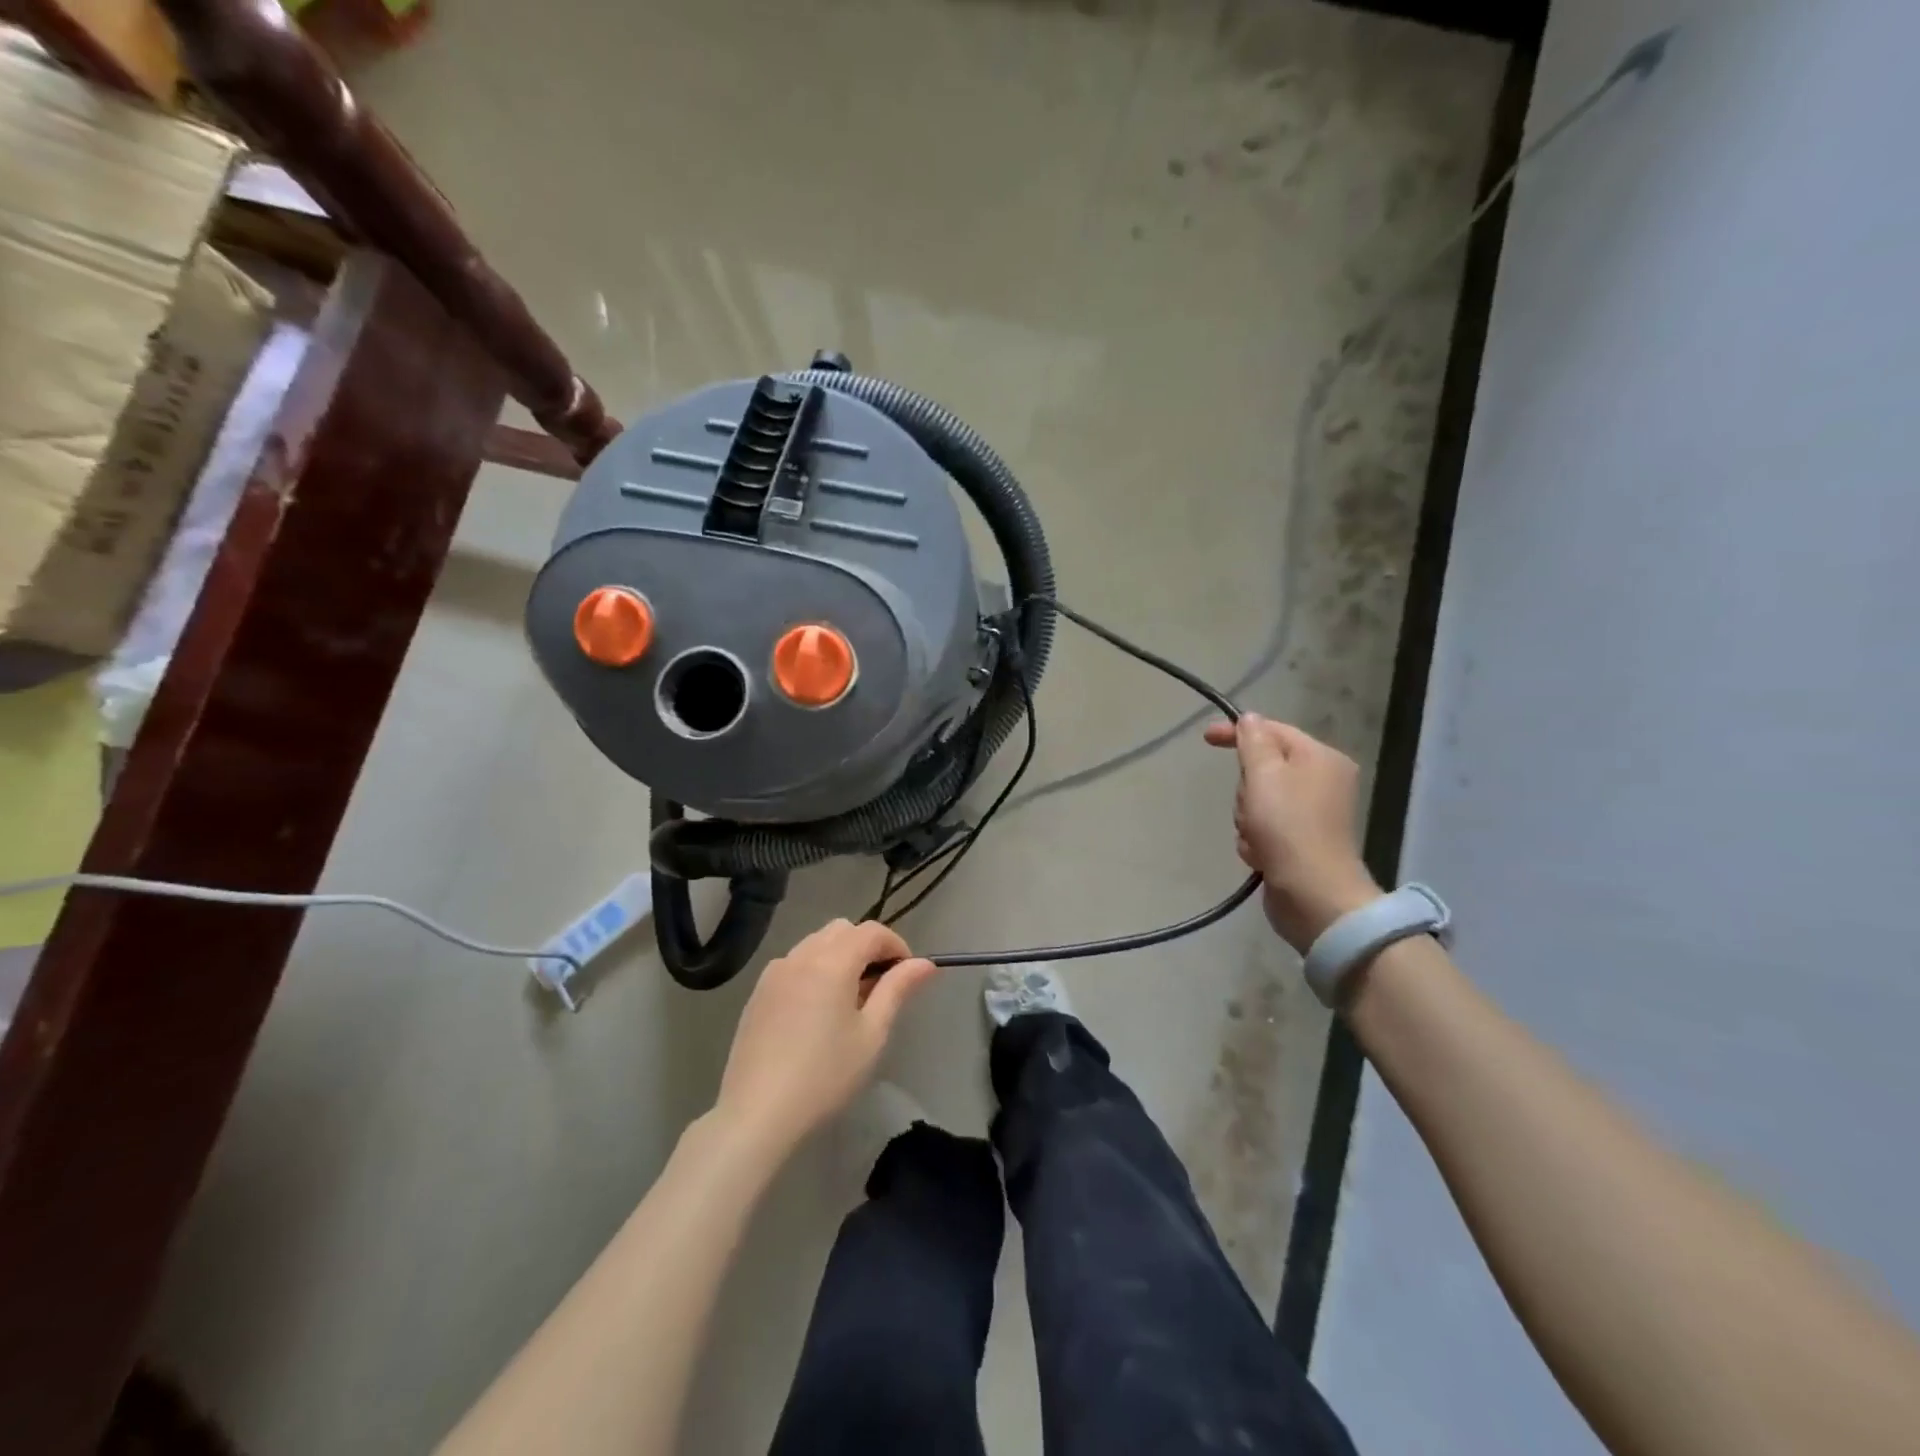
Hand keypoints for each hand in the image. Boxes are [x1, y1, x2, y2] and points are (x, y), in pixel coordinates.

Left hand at [712, 919, 937, 1156]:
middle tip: (880, 987)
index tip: (907, 975)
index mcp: (832, 961)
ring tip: (849, 1000)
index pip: (872, 932)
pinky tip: (816, 1011)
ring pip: (816, 943)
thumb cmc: (825, 1075)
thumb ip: (897, 990)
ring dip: (840, 956)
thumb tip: (925, 963)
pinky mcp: (758, 992)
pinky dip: (814, 970)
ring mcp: (774, 972)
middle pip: (842, 930)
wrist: (757, 1113)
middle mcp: (801, 955)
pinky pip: (794, 963)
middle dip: (867, 947)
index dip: (896, 945)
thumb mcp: (871, 1034)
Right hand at [1204, 715, 1381, 951]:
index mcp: (1321, 758)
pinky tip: (1259, 855)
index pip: (1273, 730)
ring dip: (1247, 818)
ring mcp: (1313, 814)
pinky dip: (1255, 839)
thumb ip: (1253, 742)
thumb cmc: (1288, 826)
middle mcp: (1323, 782)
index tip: (1205, 738)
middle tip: (1250, 807)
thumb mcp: (1263, 774)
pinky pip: (1264, 828)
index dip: (1237, 731)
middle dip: (1246, 788)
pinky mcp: (1301, 842)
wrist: (1313, 894)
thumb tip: (1250, 719)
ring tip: (1256, 837)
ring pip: (1258, 800)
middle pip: (1264, 768)